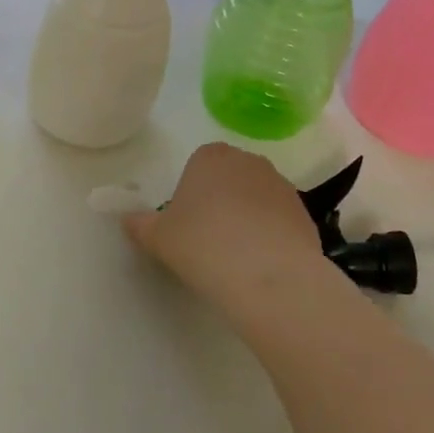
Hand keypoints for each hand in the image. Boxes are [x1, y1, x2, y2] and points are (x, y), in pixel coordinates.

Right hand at [123, 142, 324, 324]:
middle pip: (229, 178)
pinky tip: (262, 266)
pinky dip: (271, 238)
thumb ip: (140, 224)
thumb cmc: (202, 245)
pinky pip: (279, 222)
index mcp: (210, 156)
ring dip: (248, 219)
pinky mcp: (305, 215)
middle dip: (221, 202)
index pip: (197, 165)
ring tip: (237, 258)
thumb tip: (128, 219)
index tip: (187, 224)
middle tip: (209, 240)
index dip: (191, 194)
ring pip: (257, 199)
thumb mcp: (158, 237)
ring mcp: (282, 186)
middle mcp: (249, 161)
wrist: (267, 276)